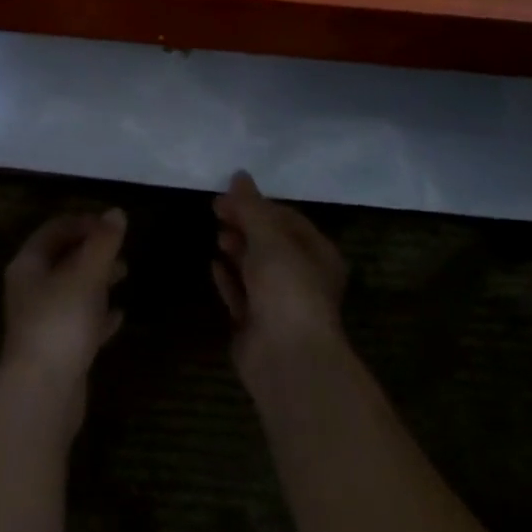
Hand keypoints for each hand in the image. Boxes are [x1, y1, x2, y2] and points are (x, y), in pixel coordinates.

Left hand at [1, 209, 127, 406]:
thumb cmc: (60, 322)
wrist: (43, 391)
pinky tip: (119, 315)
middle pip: (62, 260)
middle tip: (121, 247)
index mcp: (28, 265)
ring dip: (97, 280)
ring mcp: (42, 321)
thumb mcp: (86, 275)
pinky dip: (98, 315)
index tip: (112, 224)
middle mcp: (30, 290)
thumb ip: (103, 243)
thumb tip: (117, 212)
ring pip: (72, 290)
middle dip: (91, 251)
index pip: (53, 231)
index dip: (82, 223)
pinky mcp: (57, 349)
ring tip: (125, 273)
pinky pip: (79, 322)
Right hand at [212, 171, 346, 375]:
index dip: (257, 204)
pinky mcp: (257, 324)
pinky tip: (214, 265)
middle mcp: (302, 277)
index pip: (287, 219)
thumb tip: (239, 175)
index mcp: (317, 254)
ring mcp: (279, 303)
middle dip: (245, 225)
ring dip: (237, 250)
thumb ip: (251, 207)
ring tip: (217, 236)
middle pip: (270, 243)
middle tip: (217, 212)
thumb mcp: (269, 238)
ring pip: (255, 268)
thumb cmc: (287, 288)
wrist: (286, 357)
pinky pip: (241, 294)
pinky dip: (228, 278)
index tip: (227, 196)